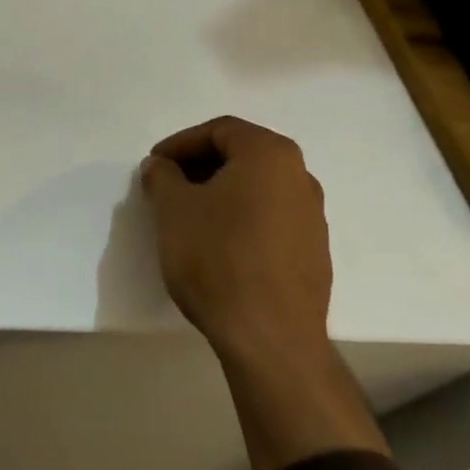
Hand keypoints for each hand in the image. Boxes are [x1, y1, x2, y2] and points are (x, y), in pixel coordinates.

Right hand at [142, 116, 384, 469]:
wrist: (271, 338)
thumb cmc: (218, 258)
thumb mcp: (173, 209)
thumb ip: (162, 176)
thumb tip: (161, 167)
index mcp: (270, 155)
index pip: (220, 130)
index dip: (181, 143)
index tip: (155, 165)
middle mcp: (300, 177)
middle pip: (242, 156)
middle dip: (200, 166)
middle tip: (168, 186)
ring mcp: (313, 217)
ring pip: (258, 189)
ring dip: (221, 193)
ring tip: (189, 217)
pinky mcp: (314, 253)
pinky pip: (271, 219)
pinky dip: (242, 219)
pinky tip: (218, 245)